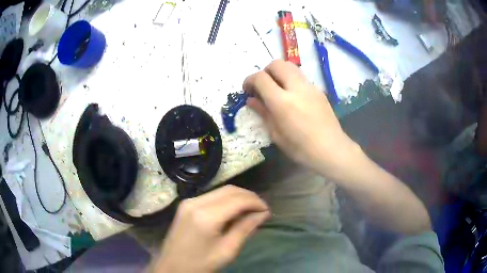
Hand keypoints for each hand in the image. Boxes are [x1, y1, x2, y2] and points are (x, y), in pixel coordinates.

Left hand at [154, 185, 269, 272]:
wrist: (172, 266)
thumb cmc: (201, 264)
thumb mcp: (227, 250)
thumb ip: (245, 228)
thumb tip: (263, 213)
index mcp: (206, 216)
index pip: (238, 199)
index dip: (256, 202)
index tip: (267, 211)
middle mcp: (196, 202)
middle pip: (230, 190)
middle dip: (249, 197)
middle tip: (261, 210)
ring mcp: (188, 201)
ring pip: (221, 190)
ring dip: (238, 197)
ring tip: (250, 211)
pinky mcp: (186, 204)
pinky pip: (212, 196)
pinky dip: (226, 200)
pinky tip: (233, 211)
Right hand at [243, 60, 360, 176]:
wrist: (331, 149)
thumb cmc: (301, 148)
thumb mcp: (276, 134)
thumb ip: (263, 113)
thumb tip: (251, 100)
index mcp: (282, 102)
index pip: (261, 77)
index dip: (249, 80)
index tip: (247, 89)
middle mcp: (296, 88)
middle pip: (277, 64)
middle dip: (265, 71)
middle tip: (263, 86)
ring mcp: (310, 87)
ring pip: (291, 67)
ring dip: (279, 73)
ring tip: (277, 89)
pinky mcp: (319, 90)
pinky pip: (301, 77)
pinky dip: (292, 80)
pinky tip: (293, 97)